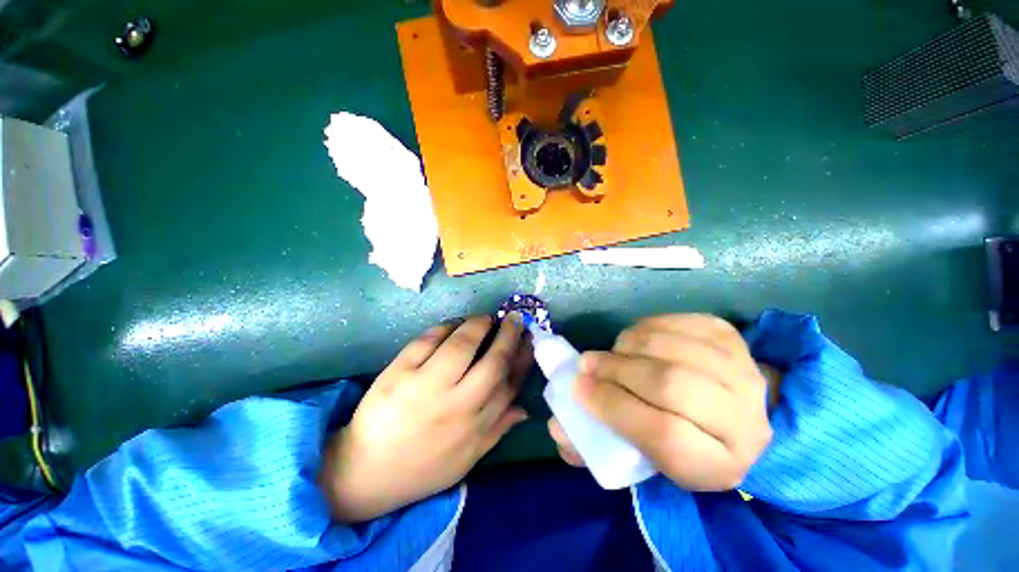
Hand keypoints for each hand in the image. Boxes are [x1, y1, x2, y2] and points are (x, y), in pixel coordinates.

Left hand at [320, 315, 532, 521]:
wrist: (366, 472)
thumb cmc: (423, 467)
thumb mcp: (467, 457)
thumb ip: (498, 429)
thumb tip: (526, 408)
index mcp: (475, 426)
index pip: (509, 383)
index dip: (523, 357)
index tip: (529, 339)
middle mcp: (456, 404)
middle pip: (492, 361)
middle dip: (509, 335)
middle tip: (514, 318)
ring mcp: (425, 386)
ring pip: (462, 344)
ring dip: (478, 324)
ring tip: (485, 319)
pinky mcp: (398, 373)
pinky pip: (428, 340)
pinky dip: (446, 327)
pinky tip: (454, 325)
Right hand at [549, 314, 774, 490]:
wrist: (733, 409)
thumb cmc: (679, 435)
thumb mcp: (642, 455)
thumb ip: (596, 444)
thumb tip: (558, 428)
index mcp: (719, 463)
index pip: (665, 436)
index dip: (614, 408)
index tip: (579, 390)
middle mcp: (744, 420)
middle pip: (670, 386)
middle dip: (617, 371)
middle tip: (587, 364)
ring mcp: (741, 371)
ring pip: (671, 349)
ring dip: (628, 346)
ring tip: (612, 353)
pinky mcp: (730, 337)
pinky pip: (676, 323)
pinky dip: (645, 327)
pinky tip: (636, 340)